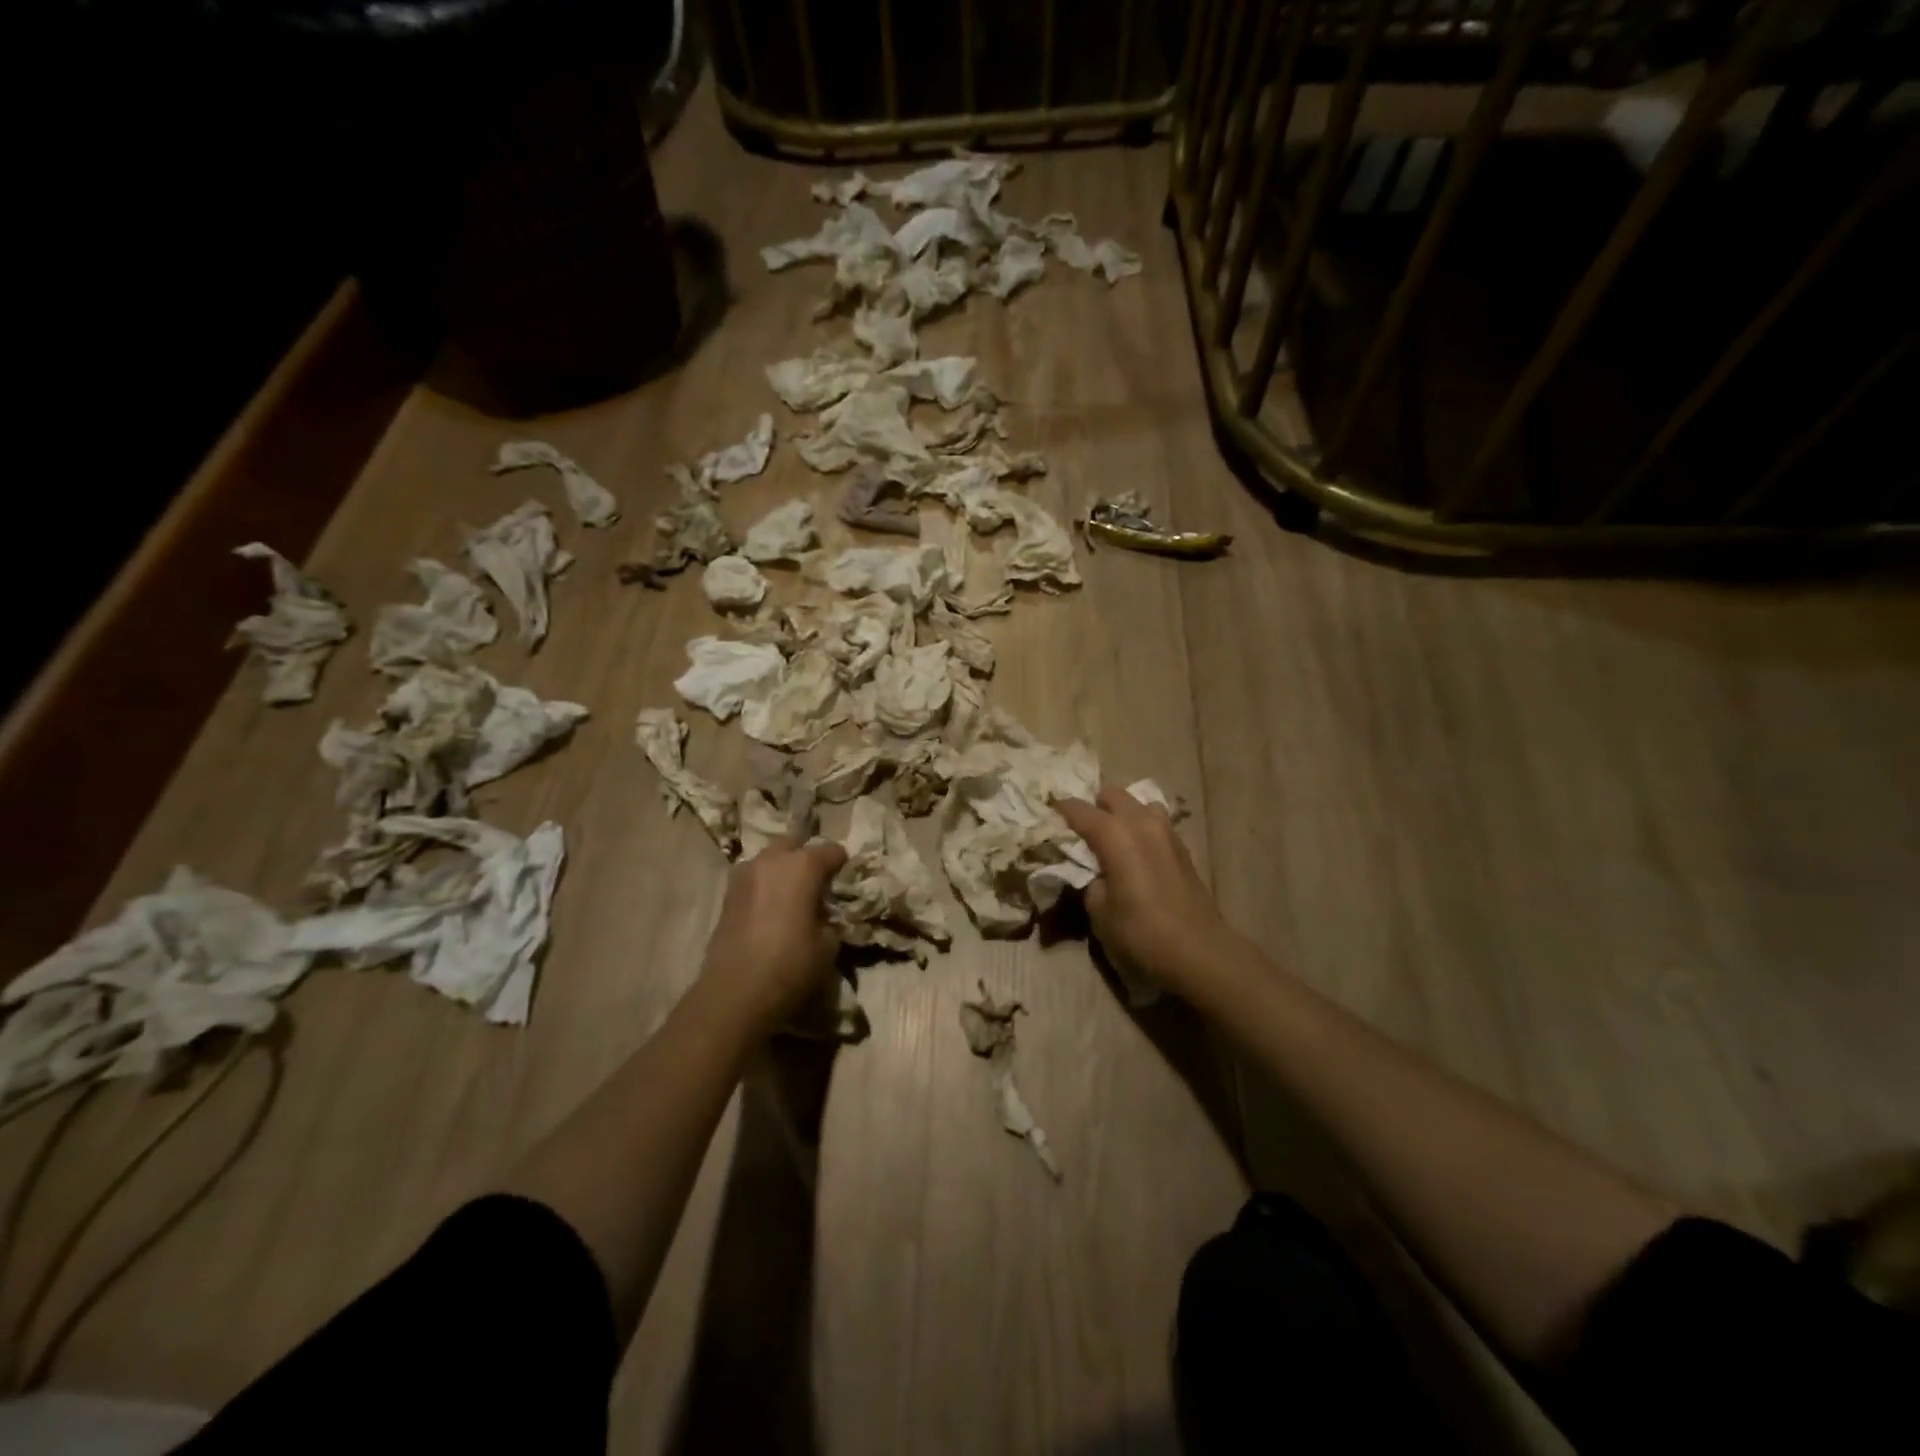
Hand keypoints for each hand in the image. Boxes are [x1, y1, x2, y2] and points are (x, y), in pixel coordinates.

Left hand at [701, 834, 847, 1028]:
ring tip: (792, 896)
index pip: (832, 850)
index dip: (843, 865)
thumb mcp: (829, 945)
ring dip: (783, 870)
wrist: (734, 994)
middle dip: (808, 858)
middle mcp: (771, 860)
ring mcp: (744, 874)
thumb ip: (831, 918)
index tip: (846, 883)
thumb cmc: (790, 966)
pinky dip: (766, 885)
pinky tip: (771, 909)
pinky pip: (754, 878)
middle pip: (796, 844)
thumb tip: (826, 914)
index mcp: (802, 865)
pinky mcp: (727, 894)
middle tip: (818, 884)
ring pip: (770, 859)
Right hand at [1055, 790, 1242, 998]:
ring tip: (1112, 839)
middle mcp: (1141, 822)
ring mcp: (1167, 832)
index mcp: (1114, 834)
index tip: (1047, 815)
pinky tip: (1136, 853)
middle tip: (1081, 832)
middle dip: (1094, 807)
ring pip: (1138, 804)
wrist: (1199, 952)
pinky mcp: (1182, 847)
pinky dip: (1141, 828)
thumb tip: (1091, 870)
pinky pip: (1155, 822)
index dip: (1060, 810)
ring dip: (1122, 814)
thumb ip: (1088, 879)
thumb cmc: (1140, 932)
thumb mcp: (1098, 910)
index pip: (1079, 809)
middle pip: (1112, 795)